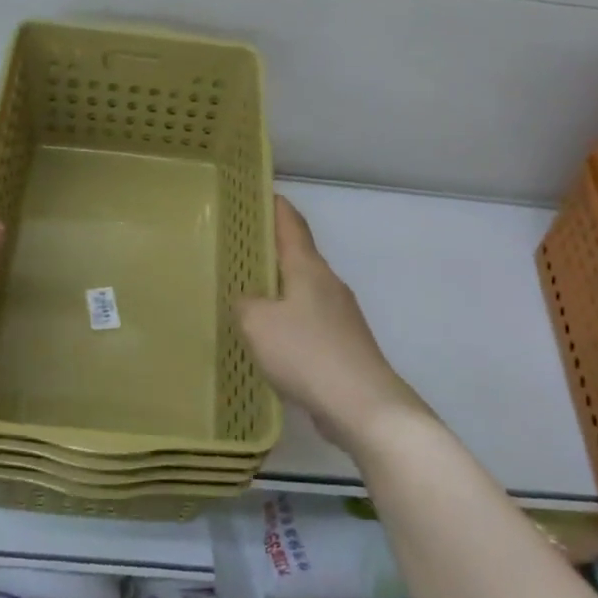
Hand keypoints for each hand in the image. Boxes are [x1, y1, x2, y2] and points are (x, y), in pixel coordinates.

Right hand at [234, 196, 425, 450]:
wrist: (362, 405)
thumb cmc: (306, 352)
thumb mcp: (257, 323)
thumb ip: (244, 303)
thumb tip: (248, 300)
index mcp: (309, 268)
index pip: (291, 223)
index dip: (273, 205)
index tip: (255, 192)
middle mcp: (328, 284)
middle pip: (297, 255)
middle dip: (270, 249)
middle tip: (236, 248)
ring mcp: (340, 315)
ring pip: (303, 290)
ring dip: (278, 288)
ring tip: (247, 294)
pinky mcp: (343, 344)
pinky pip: (309, 321)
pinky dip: (288, 320)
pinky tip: (270, 339)